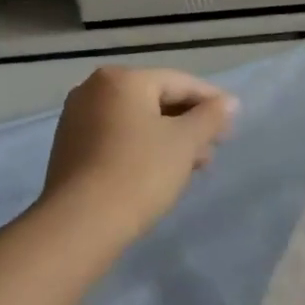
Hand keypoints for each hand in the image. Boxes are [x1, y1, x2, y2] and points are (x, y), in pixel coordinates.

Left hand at [37, 66, 238, 243]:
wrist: (81, 224)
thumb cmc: (140, 172)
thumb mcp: (185, 142)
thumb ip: (211, 117)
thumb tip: (229, 102)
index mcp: (122, 80)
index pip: (180, 82)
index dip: (212, 102)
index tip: (233, 123)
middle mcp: (94, 90)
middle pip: (157, 100)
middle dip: (190, 123)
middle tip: (216, 147)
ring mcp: (78, 119)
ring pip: (139, 121)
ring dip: (171, 139)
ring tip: (195, 165)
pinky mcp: (71, 148)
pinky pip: (119, 138)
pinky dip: (145, 148)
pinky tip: (164, 172)